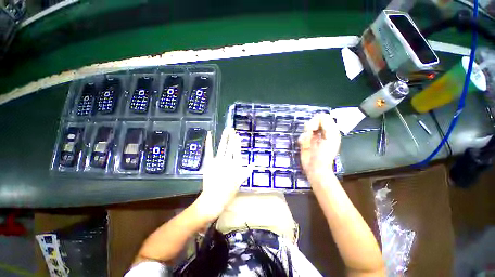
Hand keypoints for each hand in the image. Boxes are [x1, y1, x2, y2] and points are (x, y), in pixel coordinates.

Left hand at [194, 128, 252, 221]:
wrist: (215, 198)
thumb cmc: (229, 190)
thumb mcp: (241, 180)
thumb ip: (248, 170)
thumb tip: (254, 163)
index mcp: (236, 164)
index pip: (237, 150)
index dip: (237, 141)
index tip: (237, 134)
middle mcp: (228, 160)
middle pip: (230, 146)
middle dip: (231, 136)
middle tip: (231, 128)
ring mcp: (218, 160)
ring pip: (222, 146)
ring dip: (224, 137)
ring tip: (226, 130)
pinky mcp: (209, 162)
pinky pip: (209, 150)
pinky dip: (208, 142)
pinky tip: (209, 134)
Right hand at [298, 113, 340, 184]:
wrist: (315, 167)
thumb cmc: (325, 154)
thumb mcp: (331, 137)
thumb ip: (328, 124)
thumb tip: (320, 115)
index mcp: (330, 131)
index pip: (323, 117)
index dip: (318, 120)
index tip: (315, 127)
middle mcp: (321, 132)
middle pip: (314, 120)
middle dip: (311, 125)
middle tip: (311, 132)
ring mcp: (312, 137)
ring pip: (306, 127)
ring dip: (306, 133)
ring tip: (307, 140)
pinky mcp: (305, 142)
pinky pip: (301, 135)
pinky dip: (302, 139)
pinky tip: (303, 144)